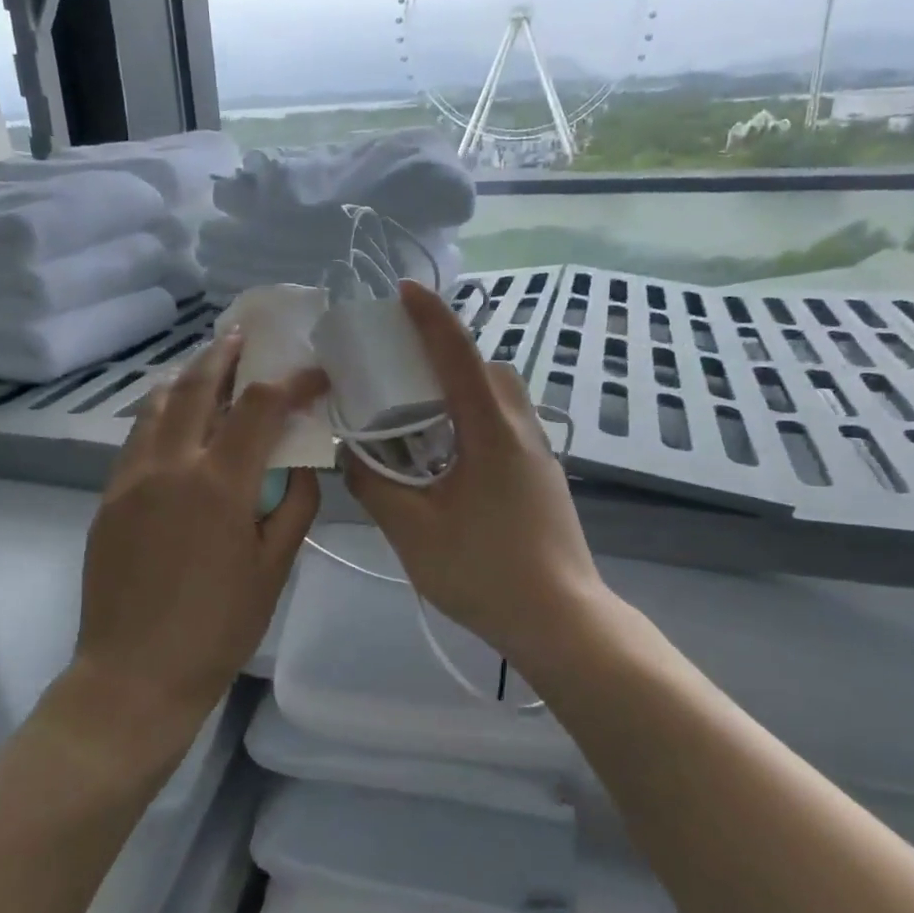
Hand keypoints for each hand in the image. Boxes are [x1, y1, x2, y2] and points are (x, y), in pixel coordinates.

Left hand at [75, 332, 326, 721]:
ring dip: (186, 378)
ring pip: (157, 406)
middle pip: (197, 388)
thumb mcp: (274, 569)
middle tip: (242, 335)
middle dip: (224, 355)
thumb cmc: (217, 628)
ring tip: (205, 366)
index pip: (260, 408)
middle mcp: (170, 466)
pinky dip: (159, 413)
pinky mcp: (108, 498)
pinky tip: (172, 419)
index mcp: (218, 484)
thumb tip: (299, 463)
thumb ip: (293, 506)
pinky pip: (136, 438)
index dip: (291, 382)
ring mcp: (130, 479)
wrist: (134, 676)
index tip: (313, 373)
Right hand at [342, 282, 607, 668]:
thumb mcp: (413, 530)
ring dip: (463, 388)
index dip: (430, 317)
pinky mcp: (543, 477)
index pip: (458, 356)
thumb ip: (374, 485)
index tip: (404, 291)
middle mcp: (521, 429)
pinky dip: (474, 417)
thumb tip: (351, 454)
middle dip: (447, 353)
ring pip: (501, 397)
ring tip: (420, 416)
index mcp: (491, 431)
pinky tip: (448, 457)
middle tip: (403, 369)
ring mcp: (539, 453)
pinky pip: (506, 425)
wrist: (562, 621)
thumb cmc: (484, 571)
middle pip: (487, 369)